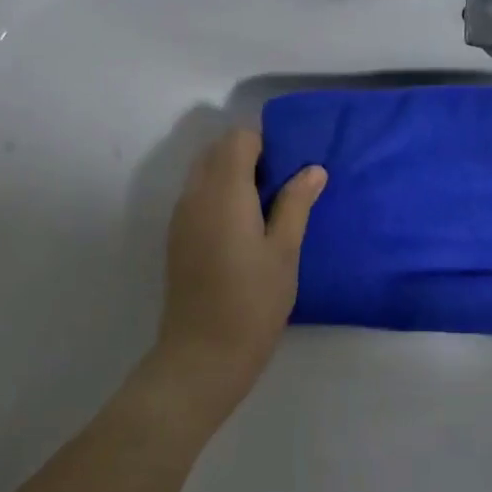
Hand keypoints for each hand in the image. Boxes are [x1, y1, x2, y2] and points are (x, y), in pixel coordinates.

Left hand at [157, 127, 325, 395]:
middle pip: (217, 151)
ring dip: (234, 176)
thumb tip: (312, 169)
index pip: (238, 139)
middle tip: (284, 186)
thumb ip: (296, 204)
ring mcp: (181, 217)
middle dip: (250, 156)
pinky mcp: (178, 238)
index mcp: (223, 192)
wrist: (205, 352)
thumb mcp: (285, 251)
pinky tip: (246, 228)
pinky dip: (220, 196)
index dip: (266, 143)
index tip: (292, 166)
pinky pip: (198, 197)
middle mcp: (195, 195)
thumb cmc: (254, 300)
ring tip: (268, 208)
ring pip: (204, 173)